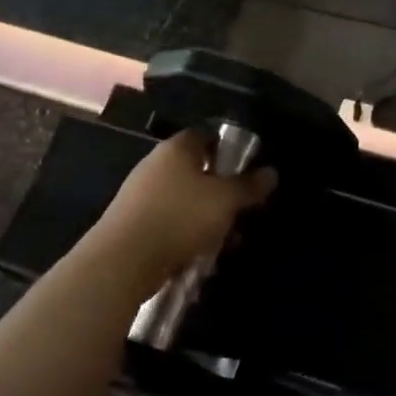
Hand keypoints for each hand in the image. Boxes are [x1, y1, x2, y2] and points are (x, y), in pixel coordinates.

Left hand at [89, 130, 277, 295]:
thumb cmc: (180, 217)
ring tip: (227, 241)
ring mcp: (142, 194)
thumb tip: (271, 172)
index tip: (248, 170)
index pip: (206, 135)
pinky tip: (201, 254)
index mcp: (177, 149)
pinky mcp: (135, 223)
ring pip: (186, 200)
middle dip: (222, 191)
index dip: (229, 149)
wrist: (124, 259)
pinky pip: (171, 222)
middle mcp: (156, 165)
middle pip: (197, 170)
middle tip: (243, 211)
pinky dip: (188, 234)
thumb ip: (249, 186)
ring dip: (208, 218)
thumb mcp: (225, 200)